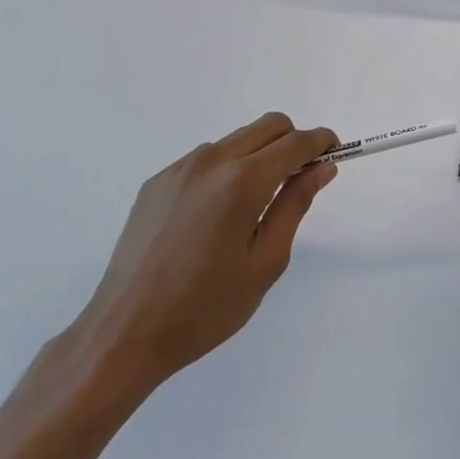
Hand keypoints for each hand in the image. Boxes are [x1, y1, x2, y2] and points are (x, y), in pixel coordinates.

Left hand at [66, 112, 338, 409]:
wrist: (125, 333)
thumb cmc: (206, 307)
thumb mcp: (265, 262)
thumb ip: (295, 205)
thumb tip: (322, 167)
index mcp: (242, 181)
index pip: (296, 142)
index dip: (322, 142)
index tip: (334, 154)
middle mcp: (211, 161)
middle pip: (268, 125)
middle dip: (294, 141)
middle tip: (300, 179)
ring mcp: (179, 168)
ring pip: (237, 140)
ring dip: (259, 155)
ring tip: (255, 206)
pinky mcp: (157, 182)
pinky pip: (206, 159)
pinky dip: (227, 169)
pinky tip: (217, 215)